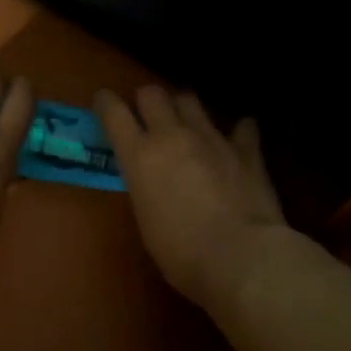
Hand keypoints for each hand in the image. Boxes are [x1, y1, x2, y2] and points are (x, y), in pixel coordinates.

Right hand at [95, 86, 285, 306]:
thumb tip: (152, 182)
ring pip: (191, 100)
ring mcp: (212, 138)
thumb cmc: (181, 253)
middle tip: (148, 114)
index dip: (106, 102)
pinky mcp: (246, 150)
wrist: (240, 256)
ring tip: (187, 122)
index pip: (114, 112)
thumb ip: (146, 187)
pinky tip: (239, 138)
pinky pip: (243, 128)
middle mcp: (173, 136)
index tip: (104, 101)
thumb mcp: (146, 219)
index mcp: (140, 155)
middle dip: (147, 99)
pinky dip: (239, 131)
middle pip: (153, 94)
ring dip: (184, 108)